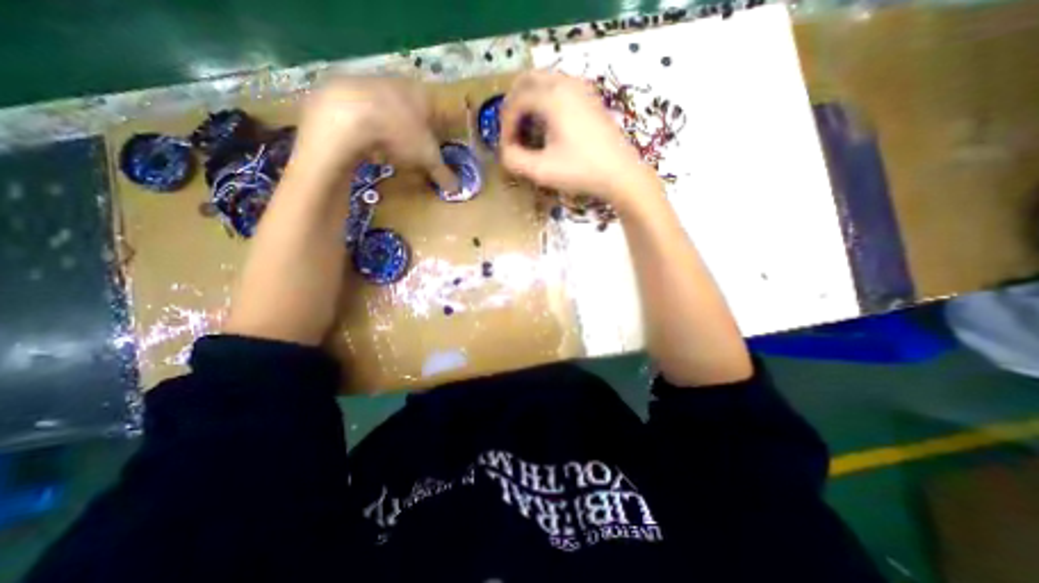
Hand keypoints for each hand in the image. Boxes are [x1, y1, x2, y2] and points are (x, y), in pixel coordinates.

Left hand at [287, 75, 456, 190]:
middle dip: (418, 130)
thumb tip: (457, 189)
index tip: (444, 145)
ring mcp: (372, 85)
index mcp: (424, 96)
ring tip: (394, 151)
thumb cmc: (400, 133)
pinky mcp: (346, 93)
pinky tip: (369, 145)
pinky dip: (371, 129)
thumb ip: (443, 173)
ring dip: (394, 129)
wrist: (348, 116)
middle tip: (418, 151)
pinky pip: (366, 114)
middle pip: (414, 110)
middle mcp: (400, 85)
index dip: (444, 129)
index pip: (441, 111)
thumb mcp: (427, 158)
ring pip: (390, 110)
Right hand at [497, 70, 656, 208]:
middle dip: (514, 104)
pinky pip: (561, 87)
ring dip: (530, 100)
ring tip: (528, 127)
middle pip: (528, 80)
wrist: (620, 173)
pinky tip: (549, 123)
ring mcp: (582, 88)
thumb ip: (514, 160)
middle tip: (512, 130)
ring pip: (545, 80)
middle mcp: (566, 83)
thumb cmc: (580, 171)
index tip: (507, 147)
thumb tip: (504, 151)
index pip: (516, 101)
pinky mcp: (591, 97)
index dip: (505, 124)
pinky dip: (547, 99)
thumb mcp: (541, 171)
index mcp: (552, 97)